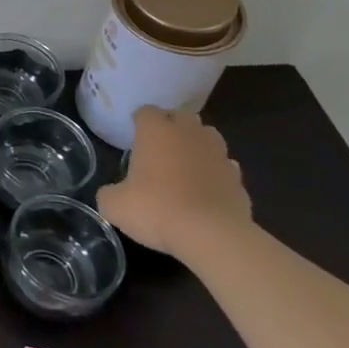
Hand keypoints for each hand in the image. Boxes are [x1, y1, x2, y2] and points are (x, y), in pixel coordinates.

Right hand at [96, 107, 250, 259]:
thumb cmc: (156, 209)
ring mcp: (218, 155)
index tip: (134, 135)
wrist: (212, 236)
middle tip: (160, 145)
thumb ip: (109, 193)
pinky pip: (225, 166)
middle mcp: (189, 134)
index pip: (147, 111)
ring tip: (186, 163)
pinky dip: (216, 172)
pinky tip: (207, 188)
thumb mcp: (114, 205)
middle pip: (182, 116)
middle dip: (172, 126)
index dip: (139, 121)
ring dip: (198, 144)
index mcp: (156, 131)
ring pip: (209, 136)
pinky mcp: (239, 179)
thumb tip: (112, 194)